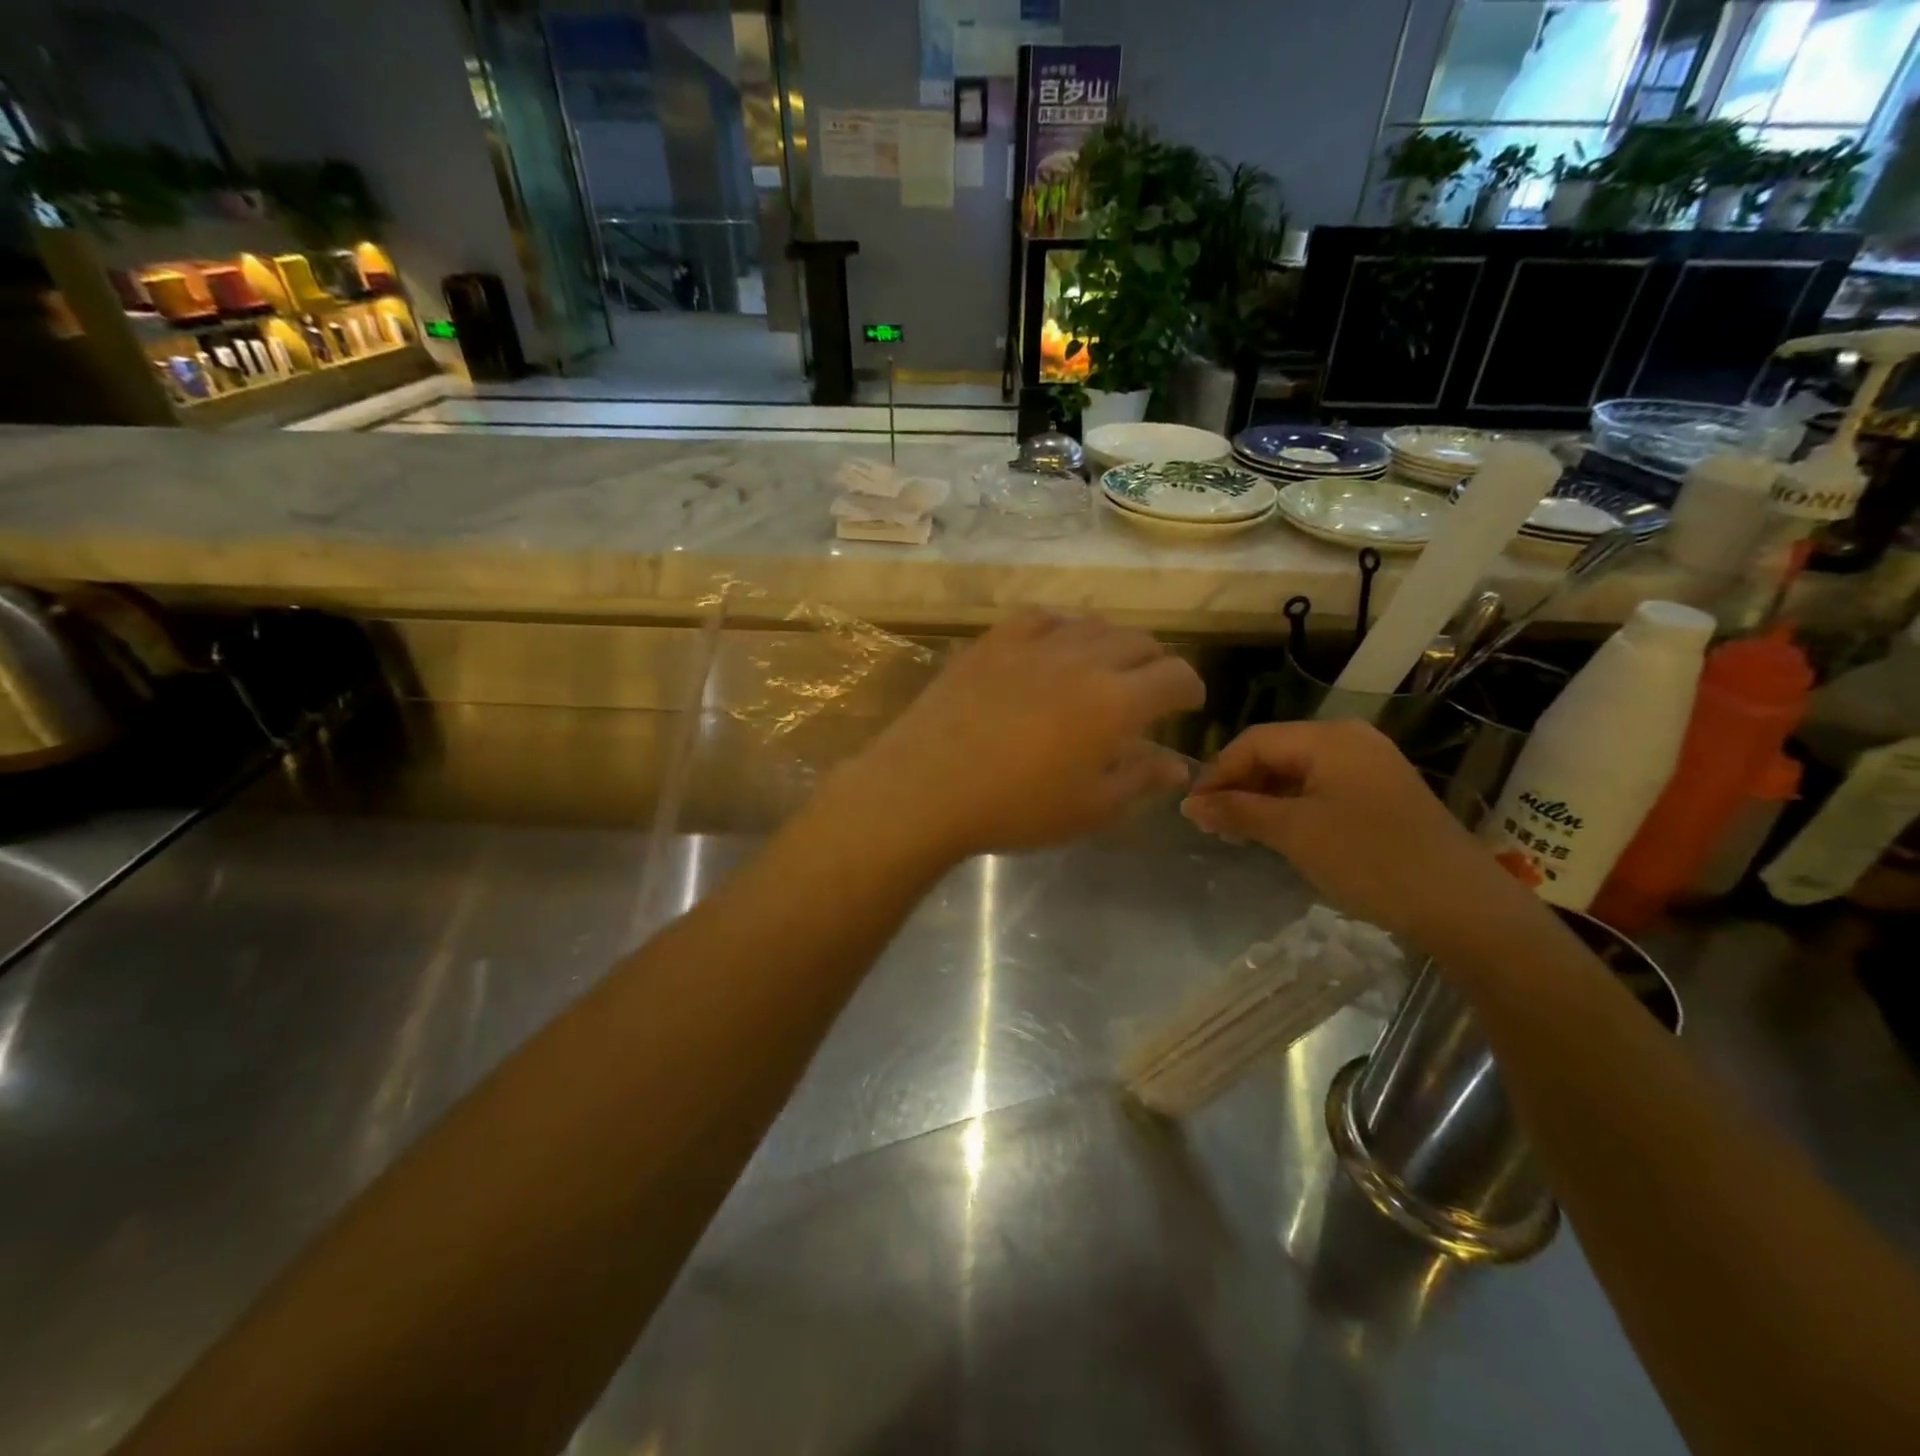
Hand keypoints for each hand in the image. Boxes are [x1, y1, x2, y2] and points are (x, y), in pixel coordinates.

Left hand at [831, 611, 1203, 860]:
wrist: (925, 787)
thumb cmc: (1015, 809)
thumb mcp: (1089, 809)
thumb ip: (1140, 779)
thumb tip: (1179, 764)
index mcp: (1117, 702)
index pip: (1175, 676)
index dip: (1190, 688)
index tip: (1186, 705)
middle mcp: (1083, 659)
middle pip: (1139, 641)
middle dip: (1155, 663)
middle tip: (1148, 689)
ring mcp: (1034, 644)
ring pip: (1092, 624)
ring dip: (1112, 642)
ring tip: (1105, 666)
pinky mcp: (993, 641)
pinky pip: (1040, 616)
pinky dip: (1062, 627)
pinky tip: (1055, 645)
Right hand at [1181, 719, 1536, 951]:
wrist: (1463, 906)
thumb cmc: (1370, 859)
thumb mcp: (1295, 833)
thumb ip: (1238, 812)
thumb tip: (1190, 804)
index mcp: (1329, 738)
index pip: (1253, 741)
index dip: (1217, 773)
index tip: (1192, 810)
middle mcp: (1350, 741)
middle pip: (1275, 753)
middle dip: (1239, 786)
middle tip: (1213, 825)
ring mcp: (1369, 767)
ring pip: (1296, 772)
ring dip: (1262, 799)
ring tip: (1239, 833)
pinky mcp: (1381, 794)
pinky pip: (1321, 789)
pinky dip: (1292, 807)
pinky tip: (1278, 834)